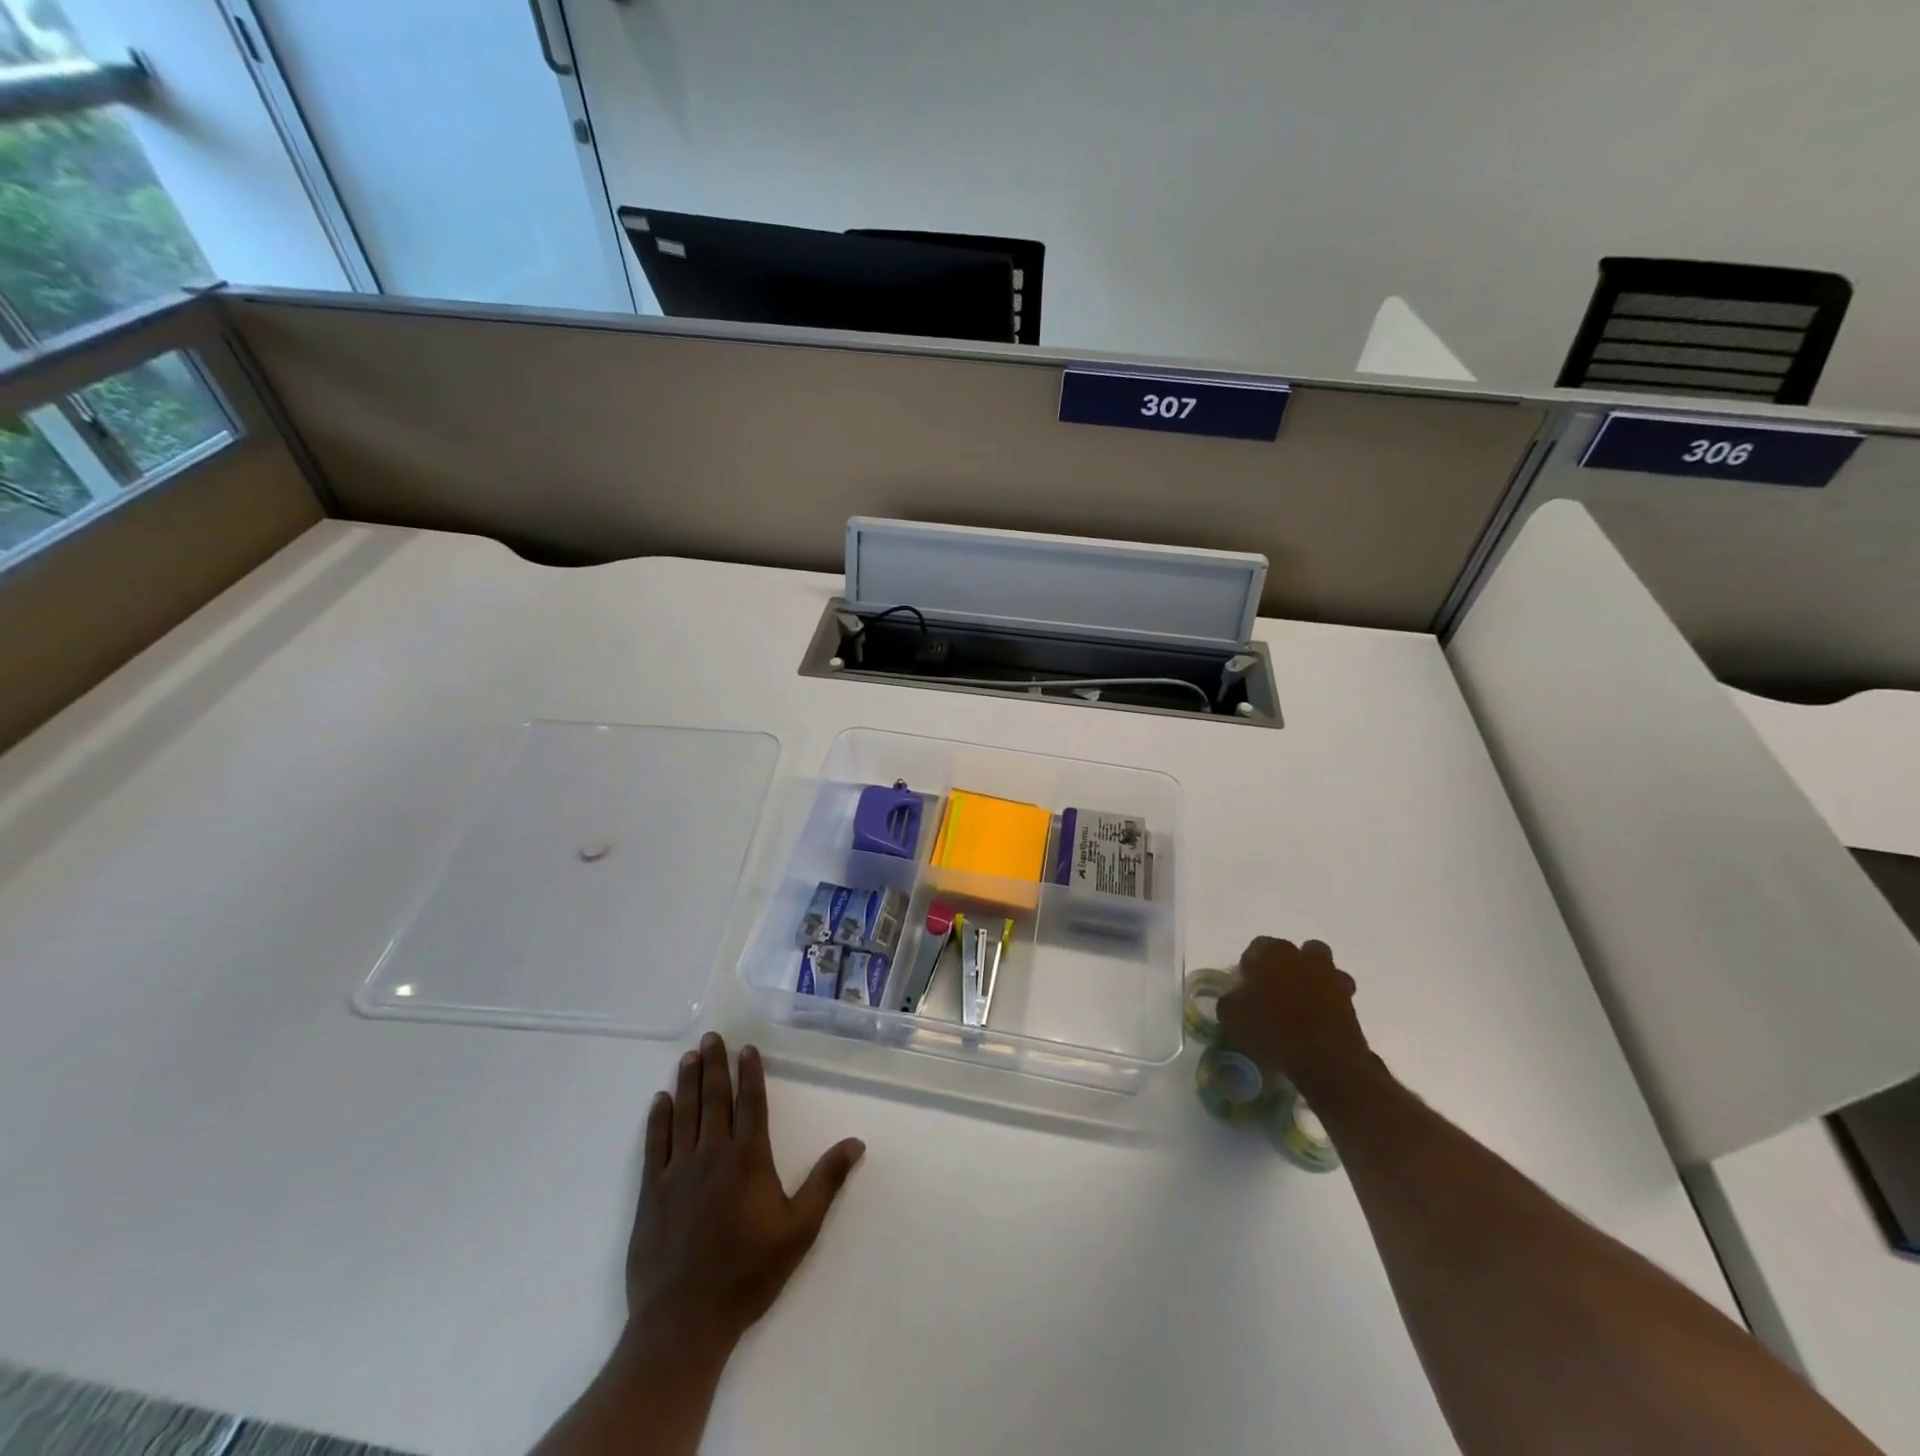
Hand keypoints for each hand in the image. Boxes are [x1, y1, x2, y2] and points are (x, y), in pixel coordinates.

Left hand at [625, 1033, 865, 1359]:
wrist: (684, 1320)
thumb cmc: (748, 1273)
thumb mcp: (800, 1230)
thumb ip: (826, 1182)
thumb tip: (856, 1142)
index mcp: (748, 1159)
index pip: (751, 1103)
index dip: (750, 1073)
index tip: (747, 1048)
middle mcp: (713, 1154)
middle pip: (715, 1099)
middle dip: (716, 1065)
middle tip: (712, 1036)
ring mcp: (679, 1171)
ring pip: (684, 1114)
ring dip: (688, 1082)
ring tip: (690, 1056)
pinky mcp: (652, 1192)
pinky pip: (656, 1144)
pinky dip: (658, 1119)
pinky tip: (660, 1100)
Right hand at [1216, 937, 1372, 1096]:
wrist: (1325, 1059)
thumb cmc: (1272, 1029)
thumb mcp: (1231, 1016)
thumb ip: (1231, 1000)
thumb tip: (1236, 997)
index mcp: (1272, 952)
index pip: (1256, 947)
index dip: (1250, 966)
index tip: (1246, 986)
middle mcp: (1303, 956)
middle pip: (1293, 952)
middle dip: (1285, 966)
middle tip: (1274, 991)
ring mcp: (1331, 976)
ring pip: (1320, 968)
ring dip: (1311, 980)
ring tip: (1300, 1005)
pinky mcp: (1351, 1000)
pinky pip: (1336, 993)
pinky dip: (1328, 1002)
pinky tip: (1317, 1020)